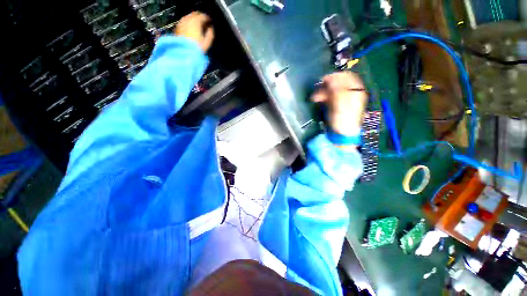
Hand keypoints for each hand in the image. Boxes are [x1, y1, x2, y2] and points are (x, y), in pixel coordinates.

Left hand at [174, 12, 214, 52]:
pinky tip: (191, 29)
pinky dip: (189, 23)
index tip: (210, 22)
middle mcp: (188, 19)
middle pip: (195, 14)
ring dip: (194, 20)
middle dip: (200, 18)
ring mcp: (181, 22)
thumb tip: (211, 28)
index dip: (208, 19)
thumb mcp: (207, 42)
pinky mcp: (177, 27)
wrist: (183, 52)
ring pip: (189, 17)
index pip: (203, 16)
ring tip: (198, 26)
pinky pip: (184, 22)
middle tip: (204, 23)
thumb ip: (210, 34)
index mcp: (196, 21)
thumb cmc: (197, 48)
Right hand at [312, 72, 366, 135]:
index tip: (325, 79)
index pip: (347, 77)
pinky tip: (317, 99)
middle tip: (318, 88)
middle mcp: (350, 92)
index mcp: (355, 91)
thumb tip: (332, 78)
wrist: (342, 133)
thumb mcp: (342, 105)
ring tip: (314, 97)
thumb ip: (338, 91)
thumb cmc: (343, 120)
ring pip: (332, 89)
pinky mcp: (335, 104)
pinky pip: (328, 96)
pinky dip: (322, 97)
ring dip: (322, 91)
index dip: (336, 76)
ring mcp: (342, 98)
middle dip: (327, 84)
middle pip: (338, 82)